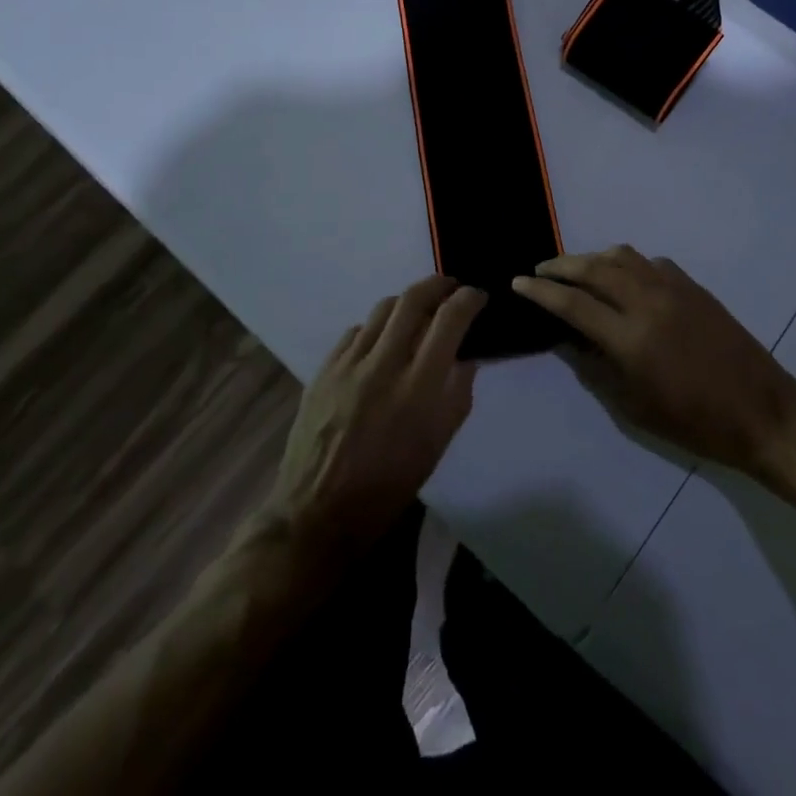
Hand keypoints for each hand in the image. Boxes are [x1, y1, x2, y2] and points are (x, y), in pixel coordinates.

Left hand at [265, 275, 483, 559]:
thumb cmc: (388, 487)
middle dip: (438, 284)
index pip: (449, 320)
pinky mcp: (324, 368)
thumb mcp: (437, 445)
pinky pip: (356, 331)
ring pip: (382, 308)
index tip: (477, 296)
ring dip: (407, 302)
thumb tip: (468, 354)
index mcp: (418, 389)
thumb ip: (457, 393)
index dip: (468, 299)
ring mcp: (348, 364)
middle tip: (451, 287)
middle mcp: (383, 365)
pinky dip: (376, 327)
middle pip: (413, 299)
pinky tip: (381, 343)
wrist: (317, 512)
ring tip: (418, 311)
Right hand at [514, 246, 795, 473]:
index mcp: (631, 338)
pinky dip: (628, 264)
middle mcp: (648, 302)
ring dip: (593, 258)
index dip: (541, 291)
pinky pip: (650, 263)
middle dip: (561, 265)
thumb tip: (568, 339)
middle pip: (594, 268)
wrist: (761, 411)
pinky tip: (624, 279)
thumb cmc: (695, 422)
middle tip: (540, 270)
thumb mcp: (635, 407)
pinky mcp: (693, 286)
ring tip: (577, 269)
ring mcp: (674, 288)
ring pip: (622, 256)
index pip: (573, 303)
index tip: (518, 282)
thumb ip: (596, 367)